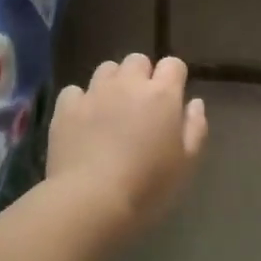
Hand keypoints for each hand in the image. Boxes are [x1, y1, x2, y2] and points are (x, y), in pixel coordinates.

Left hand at [47, 54, 207, 239]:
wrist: (91, 200)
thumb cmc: (148, 186)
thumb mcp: (186, 163)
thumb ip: (195, 128)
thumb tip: (194, 103)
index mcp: (162, 95)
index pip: (173, 64)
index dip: (174, 77)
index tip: (173, 98)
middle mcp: (128, 85)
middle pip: (137, 60)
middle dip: (142, 75)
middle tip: (142, 105)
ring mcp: (94, 93)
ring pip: (106, 69)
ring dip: (113, 82)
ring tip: (112, 108)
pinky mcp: (66, 108)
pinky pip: (75, 91)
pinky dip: (81, 100)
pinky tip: (83, 120)